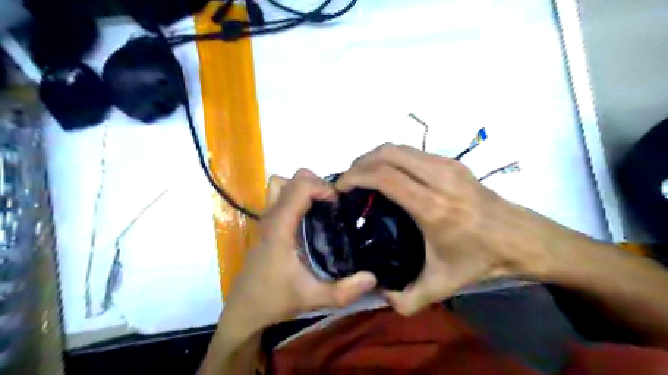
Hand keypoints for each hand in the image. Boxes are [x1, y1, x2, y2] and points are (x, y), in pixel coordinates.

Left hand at [222, 170, 377, 333]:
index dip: (323, 188)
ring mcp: (267, 218)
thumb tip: (373, 277)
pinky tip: (309, 215)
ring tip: (321, 204)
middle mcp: (271, 216)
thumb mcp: (313, 298)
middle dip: (317, 184)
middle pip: (292, 179)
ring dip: (303, 186)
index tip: (338, 204)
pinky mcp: (267, 223)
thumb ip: (344, 291)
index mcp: (280, 227)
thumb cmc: (275, 300)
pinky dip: (296, 194)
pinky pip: (280, 195)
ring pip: (282, 183)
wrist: (244, 308)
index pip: (300, 187)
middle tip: (333, 204)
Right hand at [340, 143, 594, 316]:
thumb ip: (406, 300)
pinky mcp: (452, 162)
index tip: (340, 188)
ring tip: (363, 177)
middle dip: (360, 163)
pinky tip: (388, 176)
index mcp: (432, 207)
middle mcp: (438, 178)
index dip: (355, 176)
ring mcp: (447, 165)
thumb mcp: (442, 286)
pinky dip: (391, 158)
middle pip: (387, 153)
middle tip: (347, 181)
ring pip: (398, 148)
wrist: (523, 239)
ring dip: (374, 158)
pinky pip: (411, 152)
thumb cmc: (482, 260)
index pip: (384, 176)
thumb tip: (378, 293)